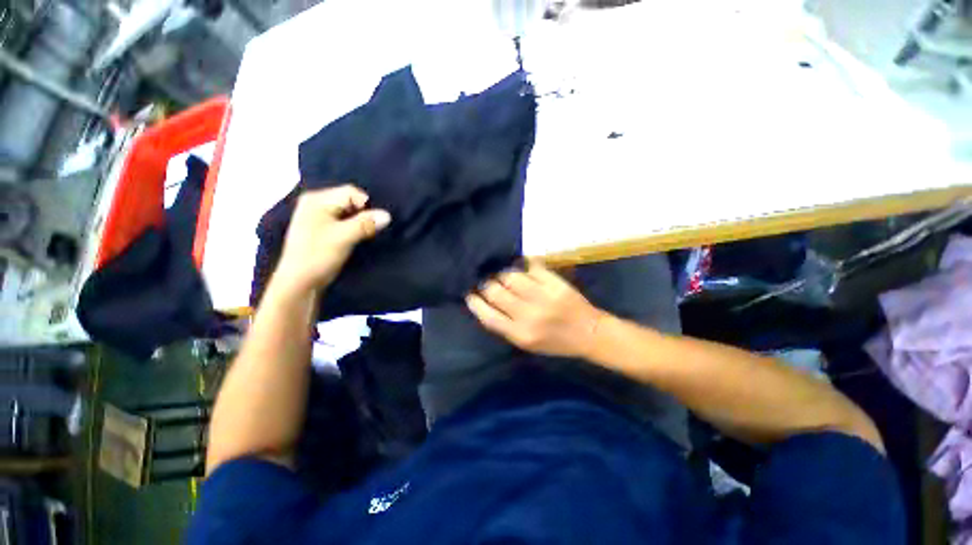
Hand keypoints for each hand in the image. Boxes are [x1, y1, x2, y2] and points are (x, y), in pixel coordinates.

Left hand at [272, 185, 390, 294]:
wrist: (299, 283)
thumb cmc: (318, 256)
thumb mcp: (344, 237)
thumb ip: (366, 224)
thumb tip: (387, 215)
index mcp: (317, 199)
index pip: (352, 193)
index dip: (366, 207)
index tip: (371, 225)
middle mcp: (316, 203)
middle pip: (351, 202)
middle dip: (364, 215)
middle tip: (369, 232)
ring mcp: (318, 217)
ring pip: (349, 214)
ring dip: (360, 224)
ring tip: (362, 237)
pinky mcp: (322, 229)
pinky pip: (344, 222)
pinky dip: (354, 229)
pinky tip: (356, 240)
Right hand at [466, 262, 605, 357]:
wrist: (588, 334)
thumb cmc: (555, 342)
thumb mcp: (526, 343)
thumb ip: (504, 325)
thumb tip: (485, 302)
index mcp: (520, 334)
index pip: (487, 315)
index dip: (475, 302)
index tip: (470, 293)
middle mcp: (529, 315)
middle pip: (496, 291)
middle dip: (486, 284)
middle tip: (486, 280)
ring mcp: (543, 296)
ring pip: (511, 276)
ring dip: (503, 273)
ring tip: (503, 274)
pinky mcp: (555, 283)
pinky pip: (531, 267)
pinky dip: (524, 265)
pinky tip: (521, 267)